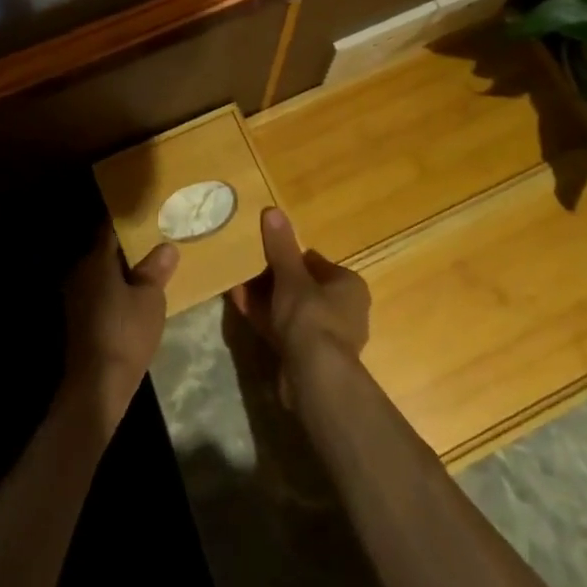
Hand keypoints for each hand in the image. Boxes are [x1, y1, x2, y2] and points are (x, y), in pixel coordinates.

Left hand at [61, 231, 178, 431]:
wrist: (97, 385)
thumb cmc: (126, 333)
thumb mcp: (150, 298)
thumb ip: (156, 269)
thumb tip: (166, 246)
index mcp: (96, 260)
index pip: (111, 229)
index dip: (131, 223)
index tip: (150, 217)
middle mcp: (81, 272)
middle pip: (106, 251)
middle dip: (129, 248)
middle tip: (156, 243)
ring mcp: (76, 296)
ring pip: (103, 273)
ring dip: (123, 271)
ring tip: (151, 270)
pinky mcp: (79, 318)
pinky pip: (100, 291)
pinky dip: (116, 289)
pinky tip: (135, 298)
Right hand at [230, 207, 370, 408]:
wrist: (314, 376)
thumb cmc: (311, 316)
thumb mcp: (291, 275)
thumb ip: (281, 246)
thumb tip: (273, 210)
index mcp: (349, 286)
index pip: (317, 263)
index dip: (291, 256)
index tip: (266, 251)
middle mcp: (344, 310)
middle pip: (303, 287)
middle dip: (274, 278)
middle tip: (248, 265)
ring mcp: (326, 336)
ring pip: (291, 309)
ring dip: (266, 297)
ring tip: (238, 282)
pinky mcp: (308, 357)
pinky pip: (283, 328)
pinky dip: (264, 317)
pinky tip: (239, 304)